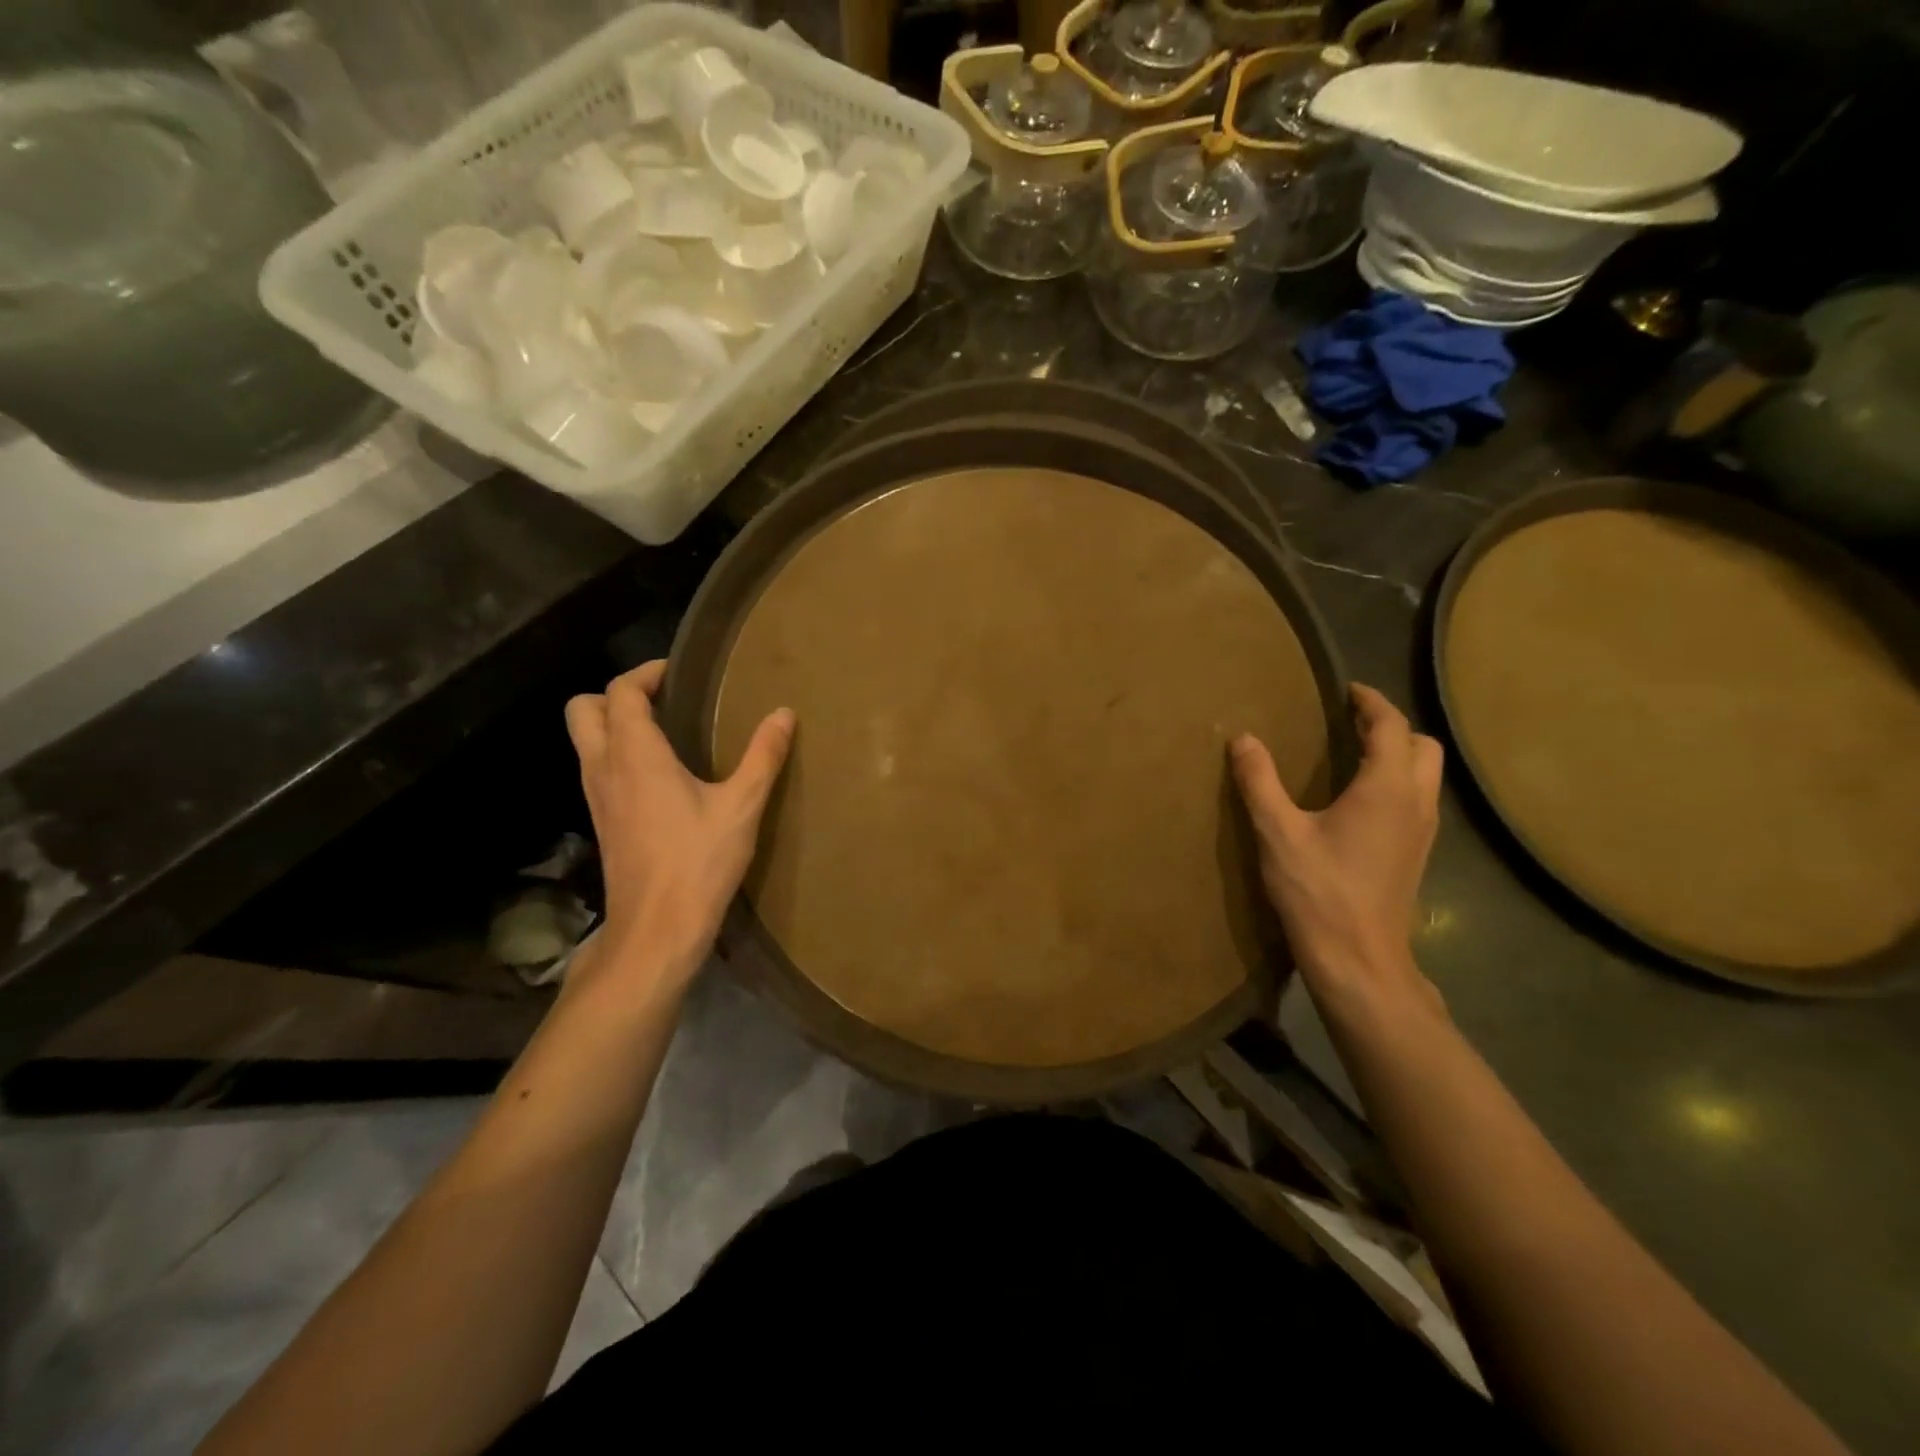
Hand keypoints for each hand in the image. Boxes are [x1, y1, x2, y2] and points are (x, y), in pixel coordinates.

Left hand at [565, 661, 793, 985]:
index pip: (621, 692)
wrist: (656, 929)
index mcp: (635, 755)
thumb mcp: (742, 806)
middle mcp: (604, 768)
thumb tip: (784, 714)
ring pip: (585, 740)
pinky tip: (660, 775)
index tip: (679, 673)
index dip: (646, 673)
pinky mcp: (601, 821)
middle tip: (662, 698)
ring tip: (666, 731)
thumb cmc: (698, 862)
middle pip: (583, 709)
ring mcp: (596, 797)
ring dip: (614, 724)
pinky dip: (617, 754)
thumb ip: (763, 756)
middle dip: (616, 693)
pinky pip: (597, 768)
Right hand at [1231, 683, 1445, 1025]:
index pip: (1391, 726)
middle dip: (1392, 726)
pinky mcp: (1417, 854)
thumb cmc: (1319, 891)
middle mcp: (1416, 802)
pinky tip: (1360, 800)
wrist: (1359, 958)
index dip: (1370, 701)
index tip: (1346, 689)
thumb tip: (1243, 739)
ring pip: (1426, 774)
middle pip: (1422, 746)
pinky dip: (1398, 782)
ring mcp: (1423, 831)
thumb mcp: (1277, 832)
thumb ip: (1259, 781)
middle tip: (1351, 722)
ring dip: (1399, 754)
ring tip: (1355, 753)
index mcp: (1386, 788)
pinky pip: (1418, 799)